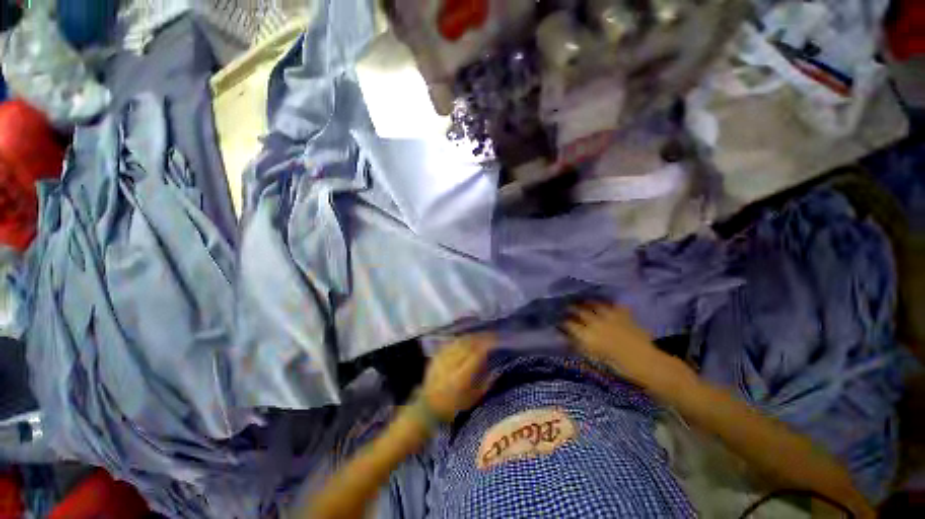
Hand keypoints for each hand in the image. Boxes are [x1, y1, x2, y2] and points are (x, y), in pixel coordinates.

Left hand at [421, 334, 494, 421]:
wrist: (428, 406)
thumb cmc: (454, 405)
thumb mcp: (473, 398)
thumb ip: (486, 382)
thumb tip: (494, 368)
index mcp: (461, 376)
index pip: (477, 353)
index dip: (487, 344)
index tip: (496, 341)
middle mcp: (451, 364)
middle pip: (468, 344)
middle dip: (481, 338)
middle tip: (491, 336)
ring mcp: (442, 358)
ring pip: (460, 341)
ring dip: (472, 337)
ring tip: (481, 336)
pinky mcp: (437, 355)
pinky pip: (452, 342)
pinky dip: (461, 339)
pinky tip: (467, 340)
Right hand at [563, 303, 681, 388]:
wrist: (646, 362)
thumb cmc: (617, 366)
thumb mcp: (593, 358)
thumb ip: (576, 345)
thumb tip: (561, 337)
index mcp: (587, 335)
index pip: (569, 324)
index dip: (563, 322)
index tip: (560, 322)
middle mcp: (595, 322)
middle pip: (579, 311)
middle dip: (571, 309)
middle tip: (567, 308)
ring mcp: (609, 316)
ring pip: (593, 304)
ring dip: (586, 303)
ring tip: (582, 302)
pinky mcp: (622, 313)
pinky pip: (611, 304)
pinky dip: (605, 302)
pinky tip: (603, 303)